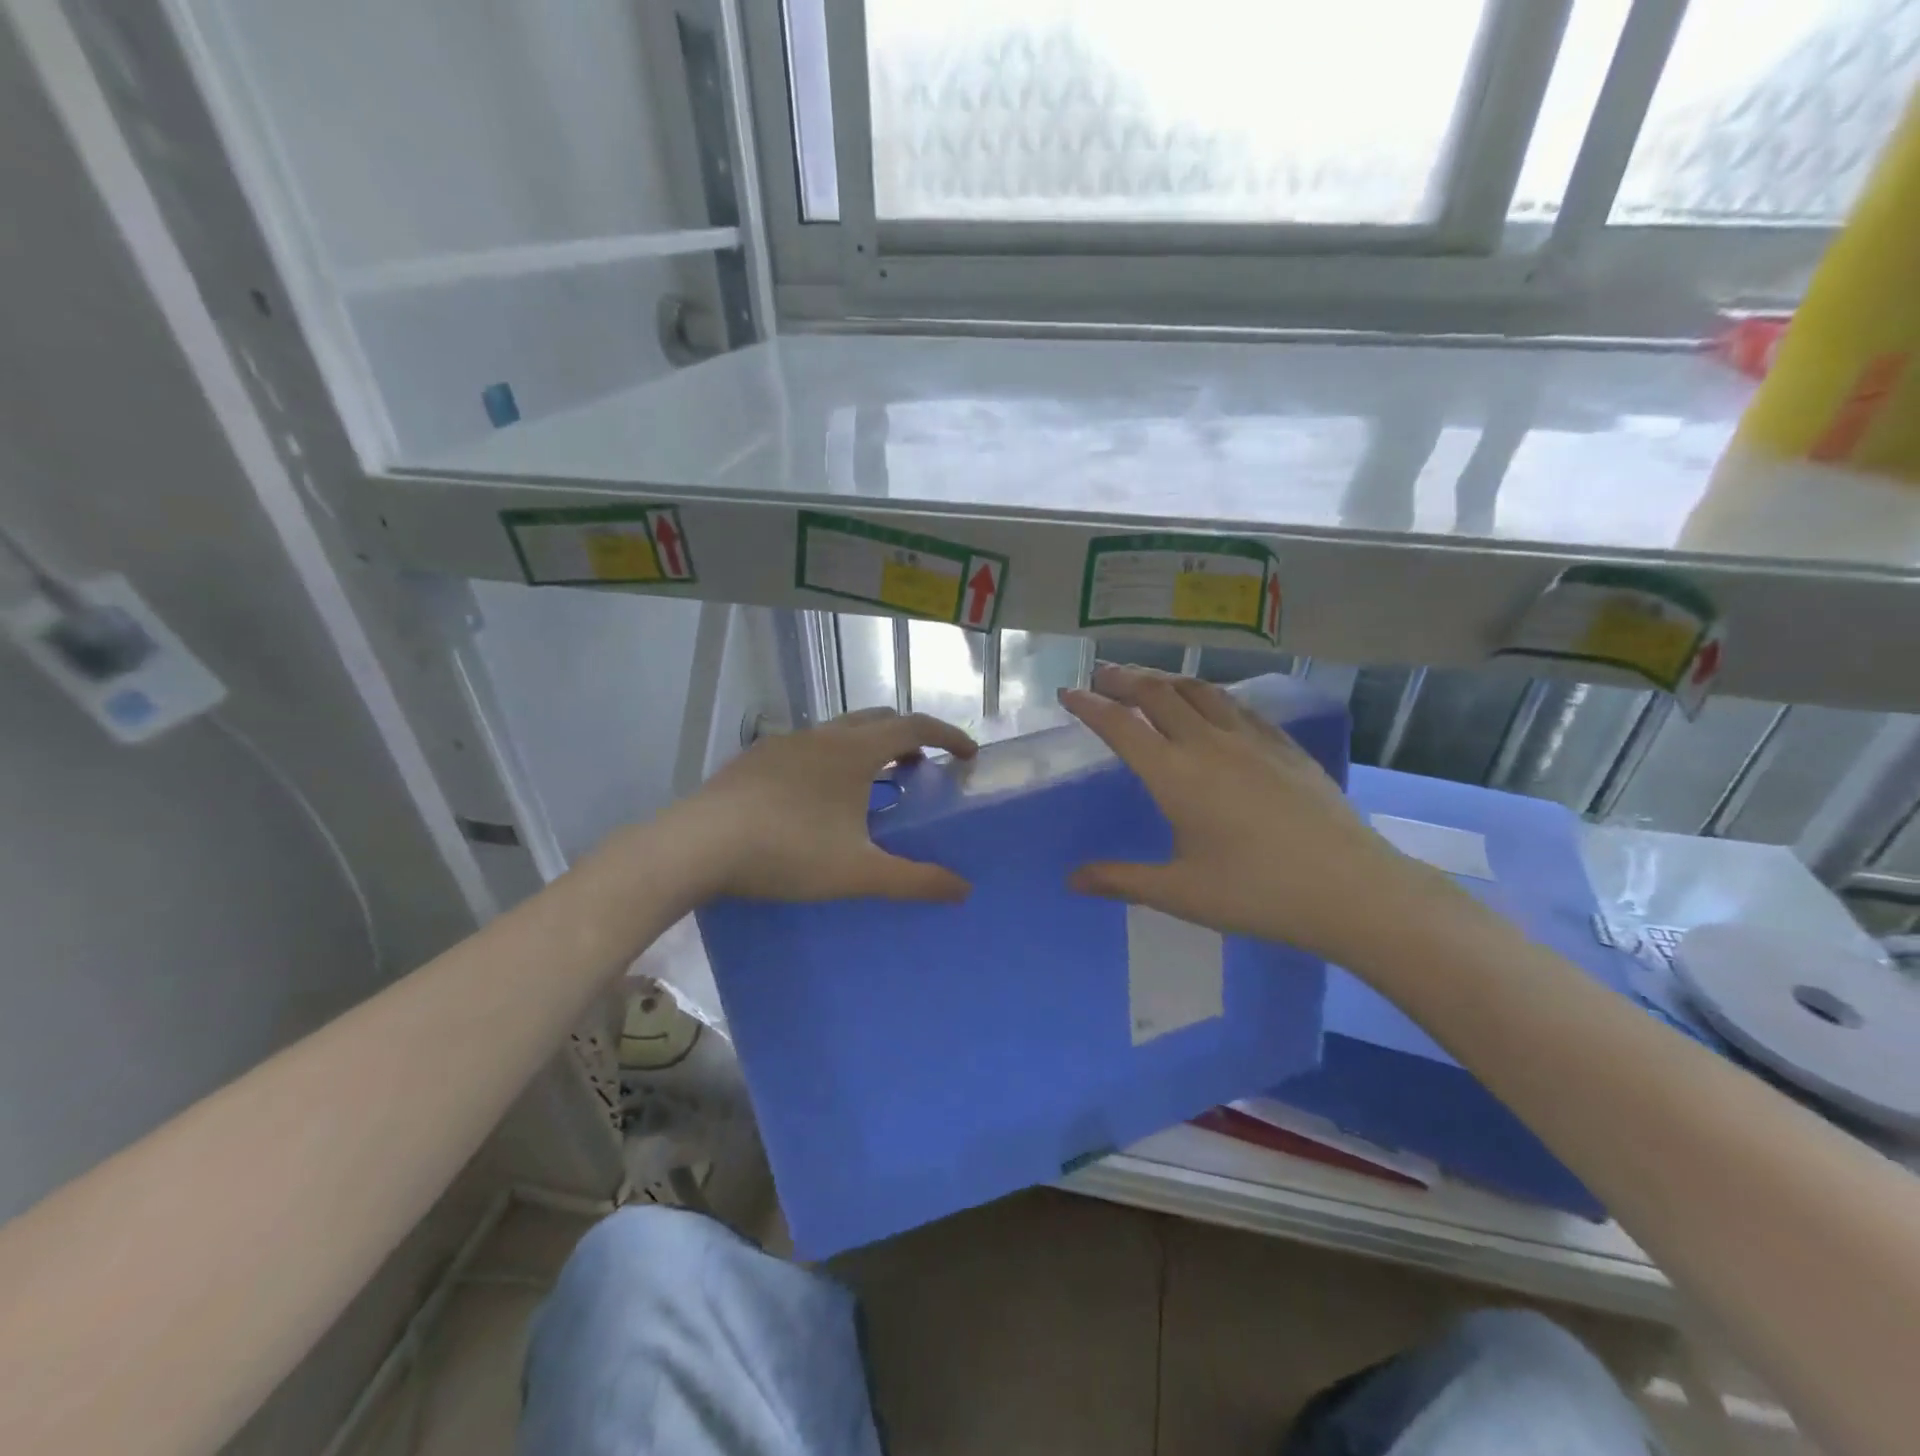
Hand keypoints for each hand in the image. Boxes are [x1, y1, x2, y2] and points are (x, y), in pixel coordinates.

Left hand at [671, 707, 977, 903]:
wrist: (698, 845)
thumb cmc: (787, 852)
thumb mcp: (858, 872)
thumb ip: (914, 880)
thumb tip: (963, 889)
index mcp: (855, 751)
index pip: (915, 727)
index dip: (948, 736)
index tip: (968, 754)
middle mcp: (823, 735)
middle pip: (878, 719)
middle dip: (908, 737)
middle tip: (920, 768)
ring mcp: (785, 742)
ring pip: (839, 731)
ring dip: (867, 747)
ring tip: (871, 784)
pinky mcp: (755, 758)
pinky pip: (807, 747)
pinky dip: (830, 759)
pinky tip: (817, 797)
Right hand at [1060, 665, 1422, 958]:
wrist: (1351, 889)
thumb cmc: (1257, 893)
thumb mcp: (1180, 892)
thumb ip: (1121, 879)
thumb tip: (1071, 880)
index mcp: (1175, 775)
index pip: (1121, 726)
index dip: (1090, 706)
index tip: (1068, 693)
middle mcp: (1208, 744)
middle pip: (1157, 694)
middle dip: (1124, 679)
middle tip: (1102, 675)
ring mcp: (1251, 740)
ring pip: (1199, 691)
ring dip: (1166, 679)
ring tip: (1149, 680)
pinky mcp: (1284, 746)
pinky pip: (1237, 705)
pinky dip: (1210, 694)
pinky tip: (1212, 704)